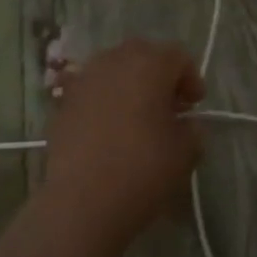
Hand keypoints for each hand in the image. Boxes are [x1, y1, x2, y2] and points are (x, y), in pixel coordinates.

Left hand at [44, 39, 204, 238]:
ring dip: (129, 84)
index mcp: (149, 64)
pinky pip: (91, 90)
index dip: (191, 78)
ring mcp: (83, 80)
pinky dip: (104, 100)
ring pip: (113, 68)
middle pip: (142, 54)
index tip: (194, 105)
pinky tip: (109, 129)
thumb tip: (184, 124)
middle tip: (169, 105)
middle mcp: (114, 61)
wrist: (82, 201)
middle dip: (159, 74)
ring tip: (138, 116)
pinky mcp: (62, 103)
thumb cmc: (142, 169)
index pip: (177, 56)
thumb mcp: (186, 152)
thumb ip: (192, 129)